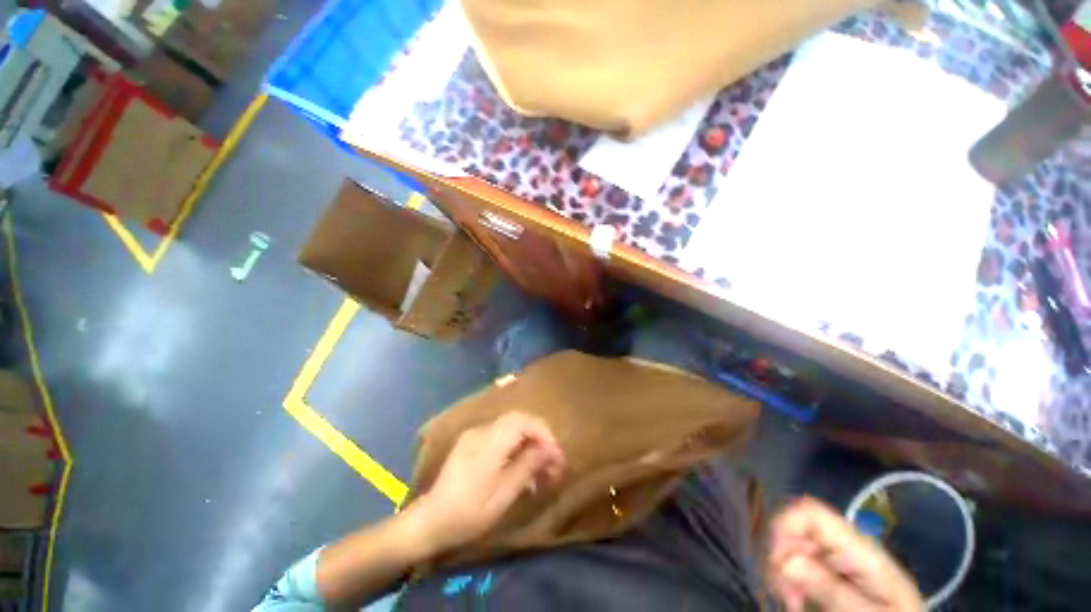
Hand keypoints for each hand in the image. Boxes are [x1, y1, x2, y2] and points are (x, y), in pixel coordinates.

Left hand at [412, 412, 564, 554]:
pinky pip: (499, 436)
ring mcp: (474, 435)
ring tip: (538, 471)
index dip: (543, 433)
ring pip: (510, 428)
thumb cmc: (468, 513)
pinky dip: (515, 447)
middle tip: (550, 462)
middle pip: (518, 420)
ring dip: (528, 443)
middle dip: (538, 437)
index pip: (523, 421)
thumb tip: (549, 448)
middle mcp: (482, 431)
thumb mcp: (503, 495)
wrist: (430, 521)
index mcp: (489, 442)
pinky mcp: (471, 443)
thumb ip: (527, 465)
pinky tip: (519, 469)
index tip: (555, 455)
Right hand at [767, 497, 923, 611]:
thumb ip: (831, 587)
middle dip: (781, 554)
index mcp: (859, 547)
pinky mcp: (830, 570)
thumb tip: (782, 558)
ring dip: (781, 568)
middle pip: (795, 526)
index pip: (810, 511)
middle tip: (785, 592)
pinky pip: (797, 560)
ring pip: (790, 543)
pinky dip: (787, 577)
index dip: (784, 525)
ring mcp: (836, 556)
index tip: (776, 562)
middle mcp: (843, 543)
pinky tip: (796, 599)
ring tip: (791, 600)